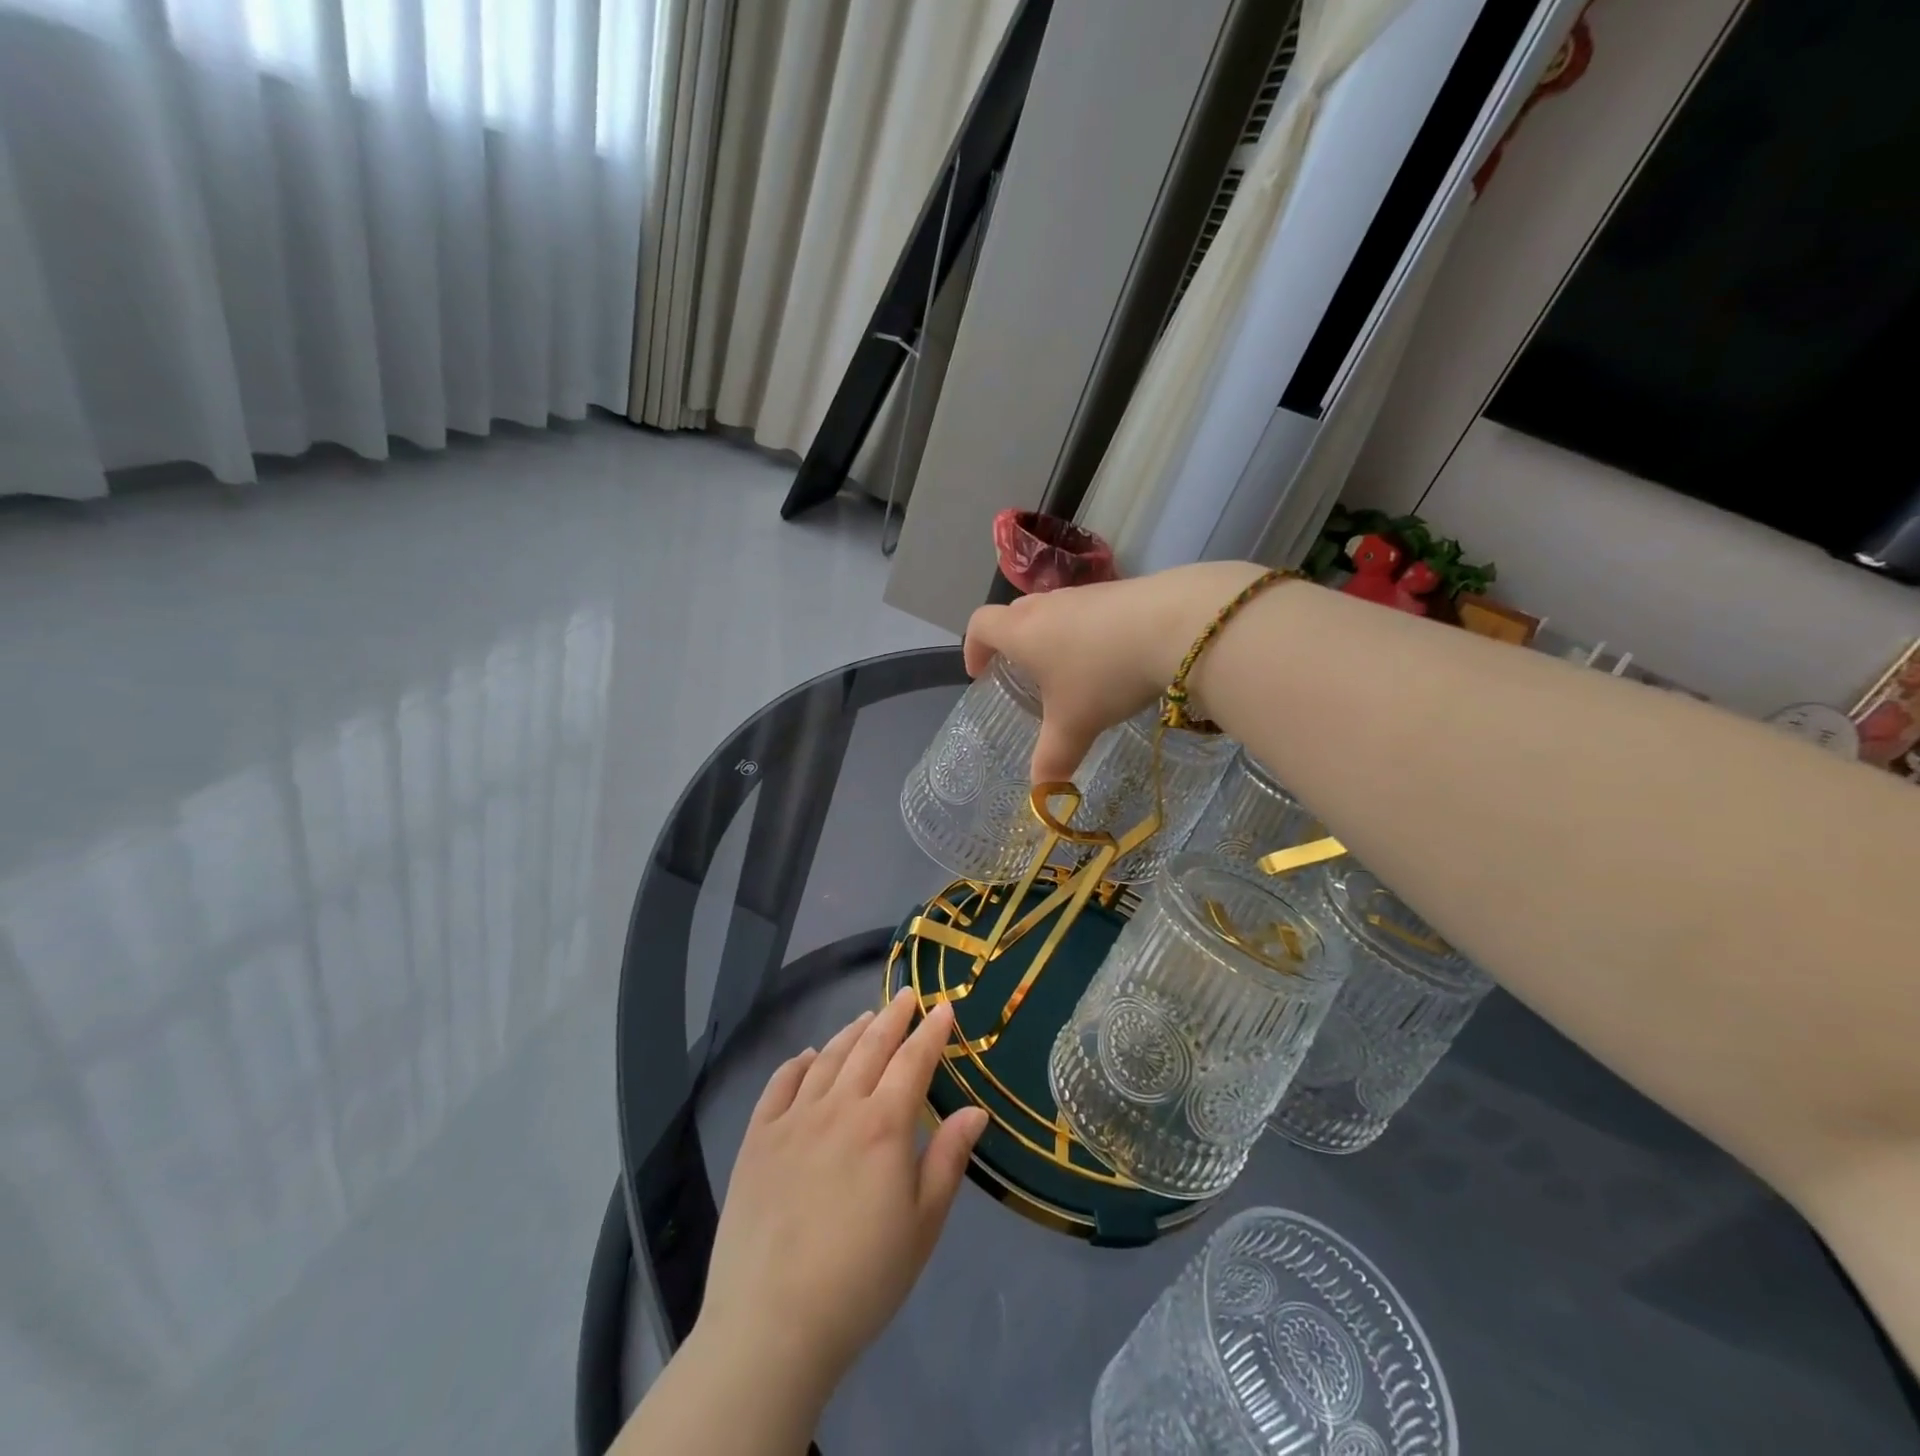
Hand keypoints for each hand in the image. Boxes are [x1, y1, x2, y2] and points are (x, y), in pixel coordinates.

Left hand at [696, 990, 988, 1408]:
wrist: (772, 1325)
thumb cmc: (862, 1280)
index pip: (913, 1061)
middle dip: (893, 1017)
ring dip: (850, 1033)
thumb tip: (974, 1111)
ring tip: (866, 1018)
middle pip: (870, 1048)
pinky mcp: (757, 1139)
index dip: (931, 1032)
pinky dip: (797, 1063)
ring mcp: (792, 1120)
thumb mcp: (922, 1226)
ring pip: (827, 1059)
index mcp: (883, 1125)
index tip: (944, 1007)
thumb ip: (948, 1160)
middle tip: (906, 995)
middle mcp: (838, 1107)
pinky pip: (779, 1085)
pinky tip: (807, 1055)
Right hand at [963, 561, 1267, 779]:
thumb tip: (1041, 796)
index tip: (979, 672)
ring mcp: (1087, 594)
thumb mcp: (1074, 725)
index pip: (981, 625)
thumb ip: (1053, 759)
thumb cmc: (1104, 675)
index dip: (973, 647)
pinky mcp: (1122, 591)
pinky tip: (1111, 657)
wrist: (1175, 625)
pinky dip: (1087, 631)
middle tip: (1022, 672)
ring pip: (1055, 610)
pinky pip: (1089, 610)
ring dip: (1051, 635)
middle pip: (1015, 613)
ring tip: (1069, 670)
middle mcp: (1048, 605)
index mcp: (1023, 632)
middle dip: (1011, 641)